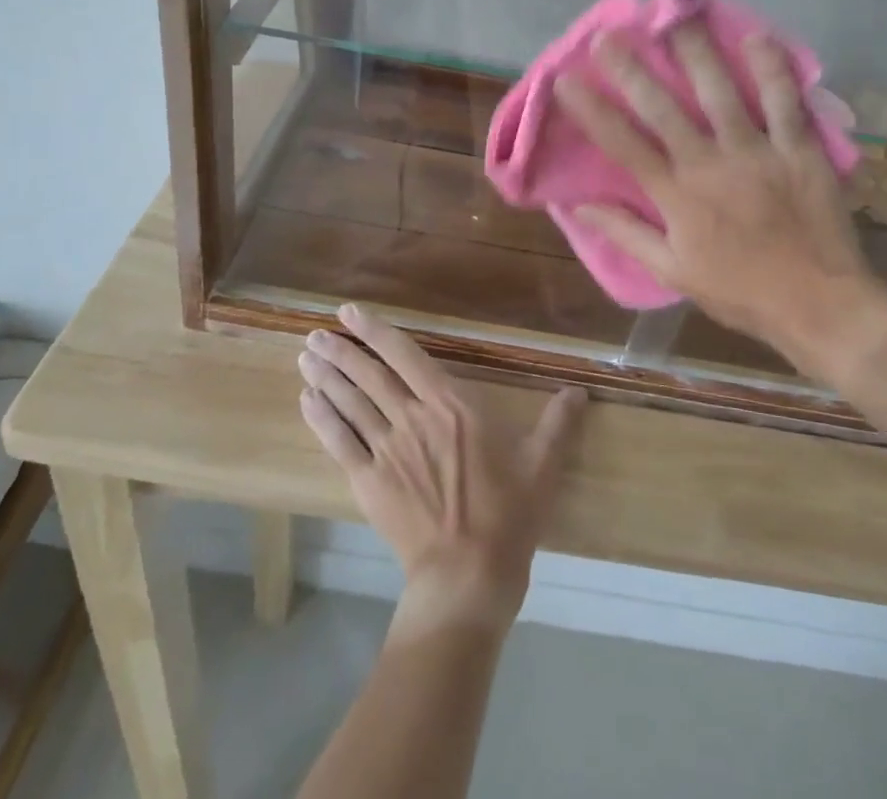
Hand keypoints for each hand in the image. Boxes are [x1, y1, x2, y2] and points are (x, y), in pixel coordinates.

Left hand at [298, 305, 585, 635]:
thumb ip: (558, 423)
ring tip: (306, 356)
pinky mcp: (369, 481)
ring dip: (326, 376)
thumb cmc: (508, 514)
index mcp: (451, 404)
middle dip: (341, 350)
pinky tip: (307, 402)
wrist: (468, 575)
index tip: (350, 312)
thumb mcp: (543, 465)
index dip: (376, 331)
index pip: (406, 356)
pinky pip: (339, 442)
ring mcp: (387, 449)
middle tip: (315, 333)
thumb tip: (580, 391)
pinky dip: (322, 419)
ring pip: (350, 403)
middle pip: (369, 375)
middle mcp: (413, 417)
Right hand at [552, 26, 886, 385]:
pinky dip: (772, 69)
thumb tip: (578, 207)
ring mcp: (758, 152)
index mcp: (677, 196)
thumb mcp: (673, 271)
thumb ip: (627, 233)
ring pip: (721, 93)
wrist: (820, 305)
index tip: (566, 80)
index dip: (592, 111)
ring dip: (696, 53)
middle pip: (664, 109)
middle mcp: (711, 165)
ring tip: (675, 18)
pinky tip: (756, 37)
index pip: (624, 145)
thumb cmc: (740, 291)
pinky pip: (786, 102)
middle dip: (631, 70)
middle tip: (608, 35)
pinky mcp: (801, 150)